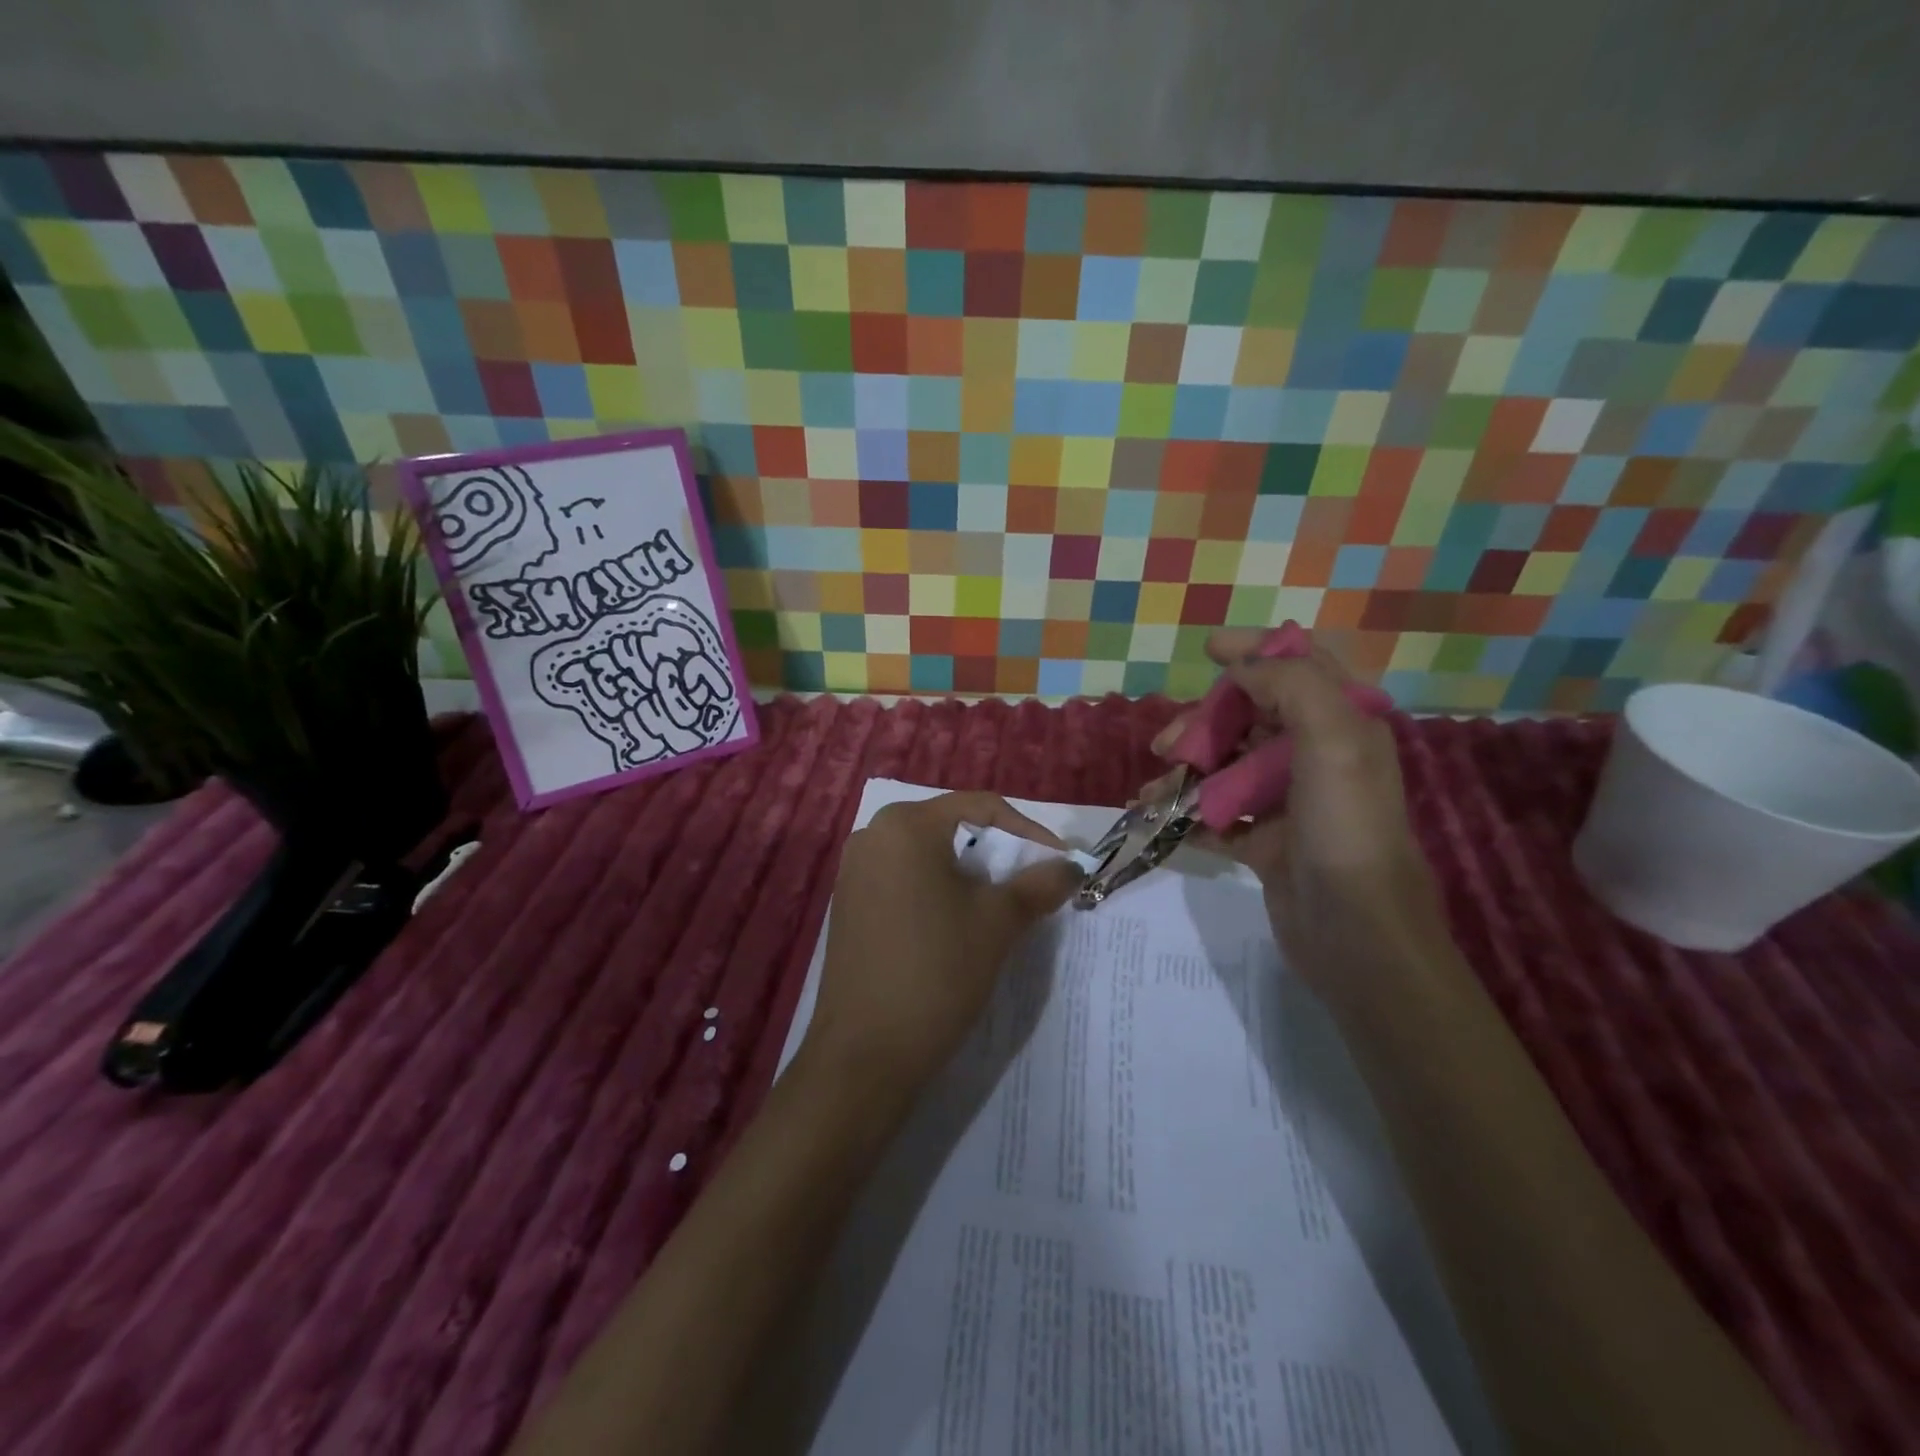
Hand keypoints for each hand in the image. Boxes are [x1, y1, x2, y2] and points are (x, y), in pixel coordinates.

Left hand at [802, 792, 1083, 1094]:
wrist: (866, 1051)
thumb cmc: (937, 970)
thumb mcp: (998, 923)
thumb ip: (1038, 884)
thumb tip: (1072, 866)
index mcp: (906, 825)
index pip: (980, 807)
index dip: (1028, 830)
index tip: (1061, 862)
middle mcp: (872, 834)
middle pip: (950, 827)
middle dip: (996, 852)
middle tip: (1030, 881)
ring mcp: (852, 871)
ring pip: (926, 855)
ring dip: (966, 873)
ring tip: (998, 904)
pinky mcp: (847, 904)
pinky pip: (901, 879)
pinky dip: (935, 890)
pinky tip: (953, 924)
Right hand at [1145, 629, 1446, 1007]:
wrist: (1357, 936)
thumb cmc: (1346, 830)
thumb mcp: (1333, 743)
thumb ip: (1292, 687)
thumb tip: (1244, 667)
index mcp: (1343, 726)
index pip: (1302, 666)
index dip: (1258, 650)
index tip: (1209, 650)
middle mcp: (1317, 757)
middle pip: (1251, 718)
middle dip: (1205, 722)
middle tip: (1167, 744)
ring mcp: (1290, 803)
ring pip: (1229, 766)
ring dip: (1188, 770)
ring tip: (1154, 790)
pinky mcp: (1268, 843)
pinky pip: (1220, 815)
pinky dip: (1189, 812)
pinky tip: (1161, 818)